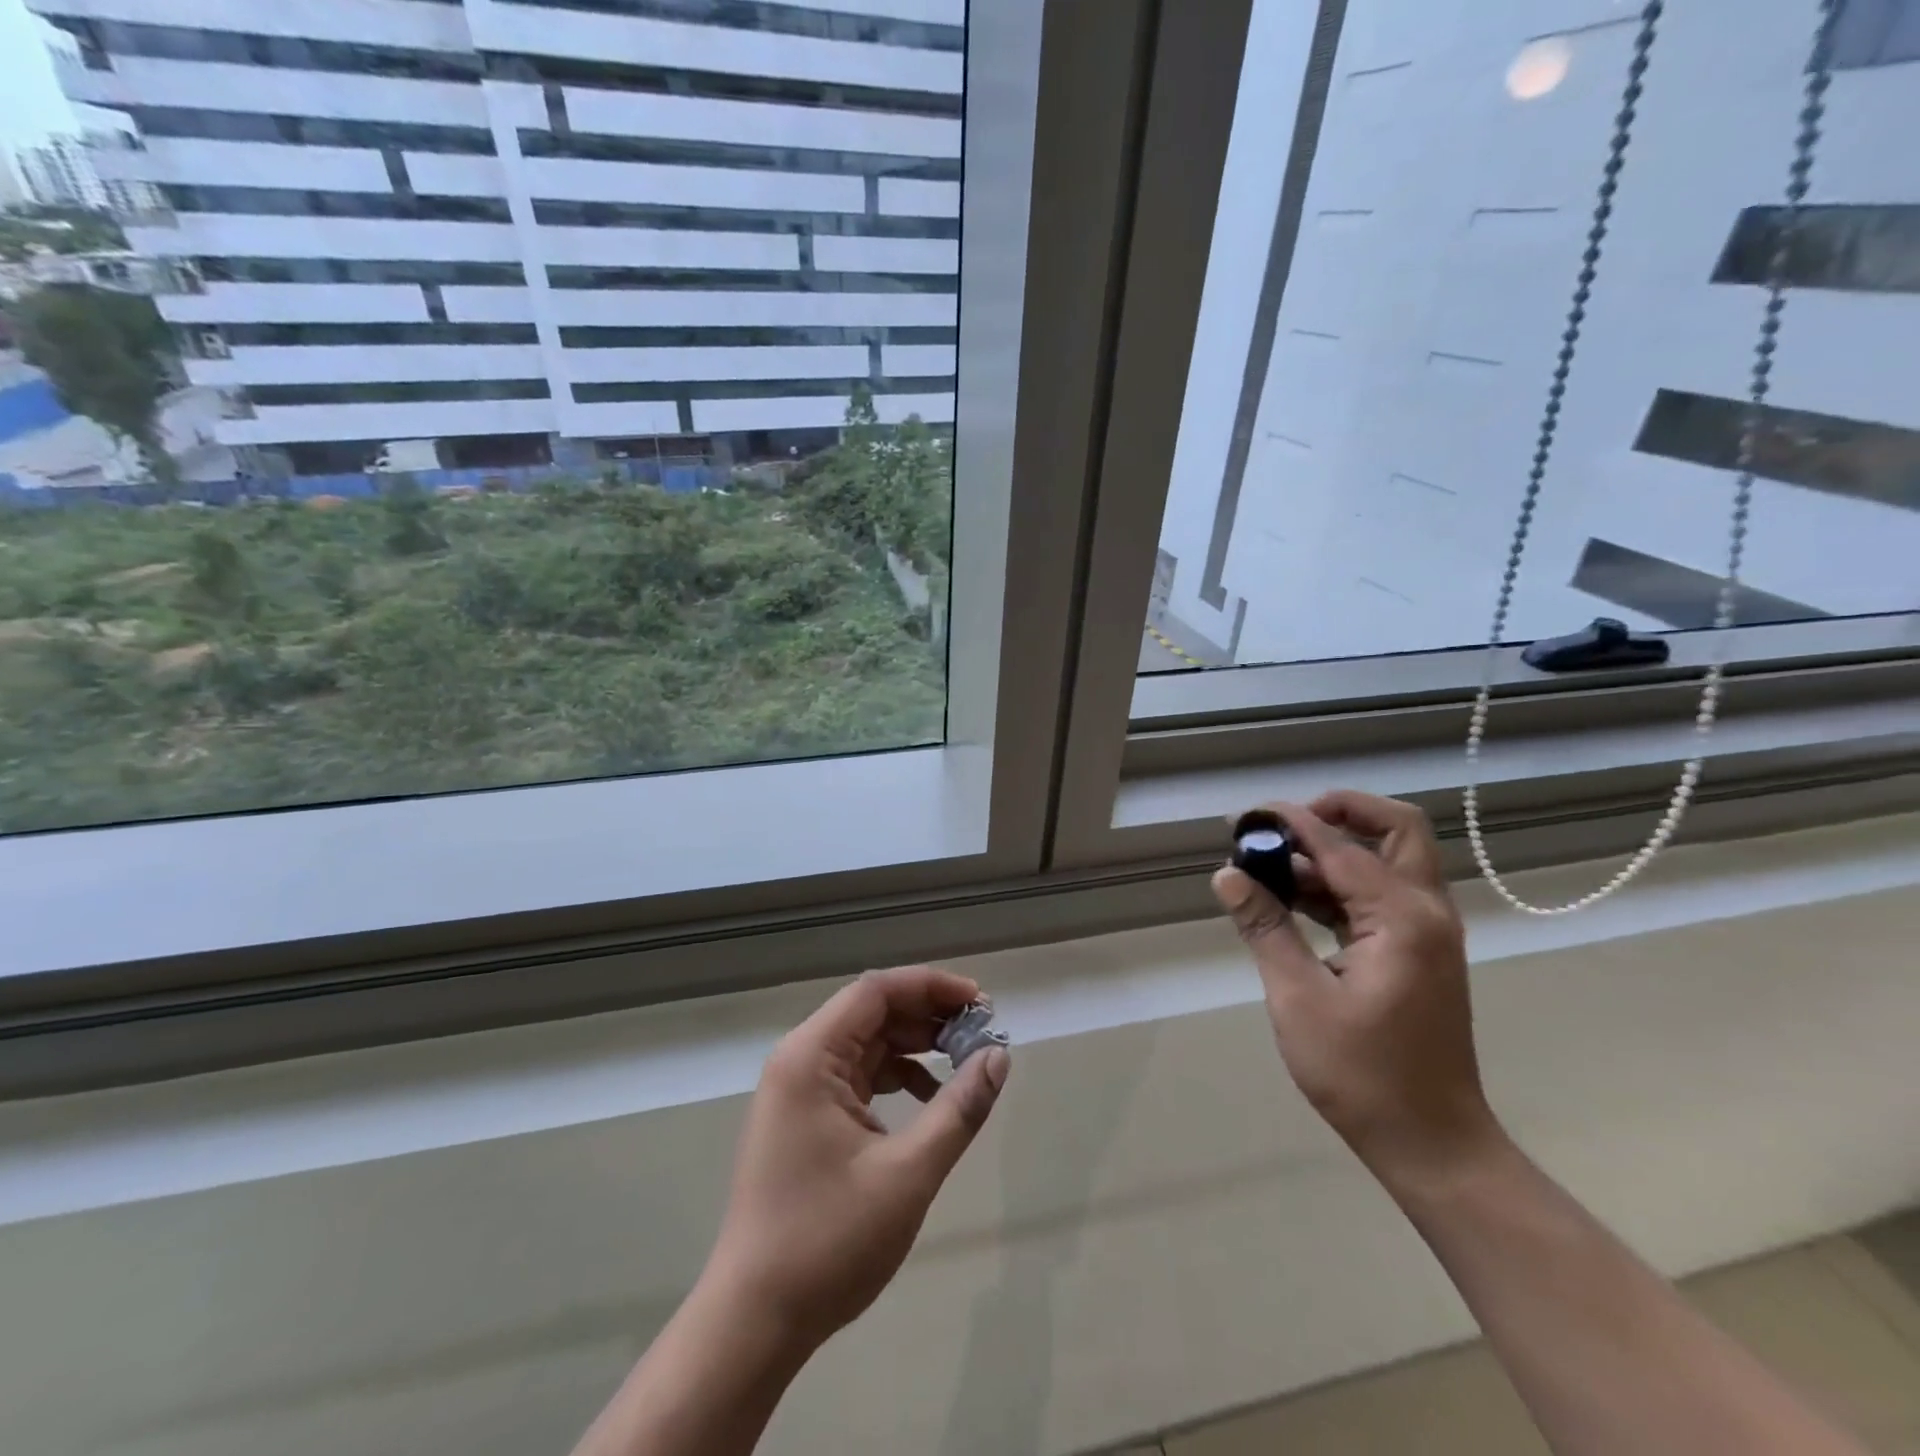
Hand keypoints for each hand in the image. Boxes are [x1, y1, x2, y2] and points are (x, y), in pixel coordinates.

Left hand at [704, 966, 1010, 1351]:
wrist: (753, 1322)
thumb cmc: (828, 1241)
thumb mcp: (907, 1173)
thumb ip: (958, 1109)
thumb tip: (998, 1056)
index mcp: (811, 1057)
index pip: (876, 991)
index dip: (931, 987)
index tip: (980, 1002)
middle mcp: (800, 1061)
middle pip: (871, 1012)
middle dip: (928, 1016)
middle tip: (980, 1033)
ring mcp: (799, 1091)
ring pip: (866, 1044)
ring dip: (915, 1046)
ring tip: (965, 1059)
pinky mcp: (805, 1119)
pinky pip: (858, 1077)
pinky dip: (896, 1077)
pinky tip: (930, 1099)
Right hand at [1213, 791, 1502, 1187]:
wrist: (1432, 1143)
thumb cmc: (1363, 1075)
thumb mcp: (1298, 998)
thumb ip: (1265, 927)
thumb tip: (1227, 875)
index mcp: (1403, 919)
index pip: (1341, 847)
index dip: (1292, 823)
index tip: (1249, 815)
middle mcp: (1426, 912)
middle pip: (1396, 830)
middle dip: (1341, 812)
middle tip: (1284, 824)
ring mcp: (1426, 933)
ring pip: (1387, 861)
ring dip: (1334, 851)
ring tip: (1271, 863)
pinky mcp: (1416, 952)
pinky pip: (1379, 895)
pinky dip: (1339, 885)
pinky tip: (1292, 898)